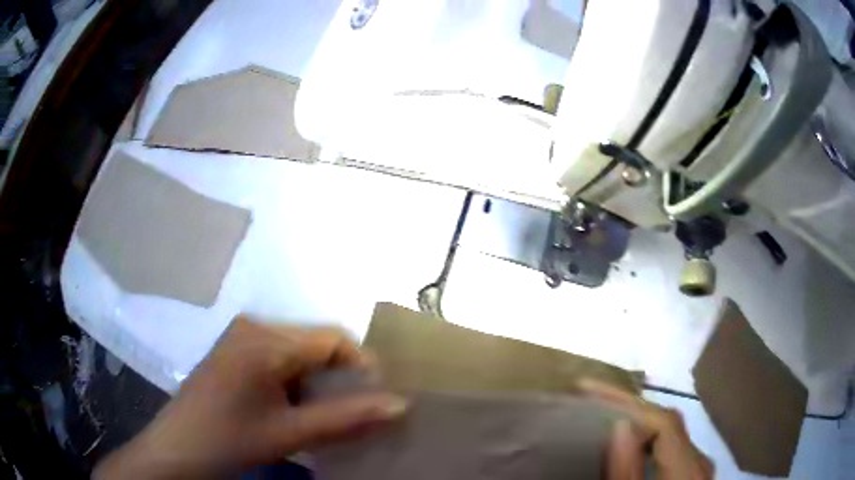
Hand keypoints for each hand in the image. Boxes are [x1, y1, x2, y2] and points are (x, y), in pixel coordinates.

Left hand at [95, 317, 405, 478]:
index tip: (377, 398)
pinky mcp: (233, 350)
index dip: (362, 365)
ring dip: (316, 380)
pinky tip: (292, 406)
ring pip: (297, 350)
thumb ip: (347, 418)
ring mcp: (239, 336)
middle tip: (351, 410)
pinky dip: (295, 379)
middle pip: (314, 342)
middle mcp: (253, 325)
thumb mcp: (291, 433)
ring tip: (322, 412)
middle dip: (338, 376)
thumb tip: (401, 405)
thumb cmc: (230, 440)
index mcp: (265, 339)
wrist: (178, 450)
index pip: (332, 338)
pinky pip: (277, 356)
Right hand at [579, 379, 714, 479]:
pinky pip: (668, 445)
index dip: (627, 401)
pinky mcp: (689, 475)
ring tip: (603, 414)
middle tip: (591, 399)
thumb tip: (620, 426)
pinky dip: (646, 436)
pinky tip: (628, 442)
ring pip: (668, 431)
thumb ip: (627, 473)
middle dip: (629, 405)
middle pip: (667, 421)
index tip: (587, 392)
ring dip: (637, 418)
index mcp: (687, 469)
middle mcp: (697, 460)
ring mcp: (696, 467)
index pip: (663, 421)